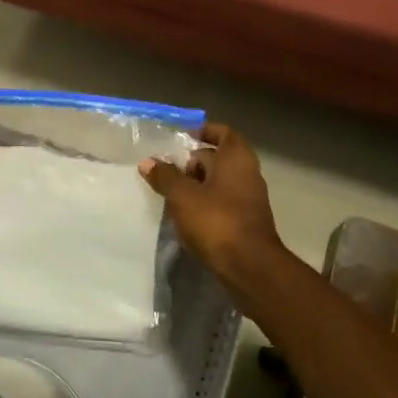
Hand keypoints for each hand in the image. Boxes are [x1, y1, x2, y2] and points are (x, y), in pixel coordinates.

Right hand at [139, 122, 283, 279]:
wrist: (249, 266)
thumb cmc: (216, 221)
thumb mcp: (183, 196)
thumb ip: (165, 176)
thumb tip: (147, 161)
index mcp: (236, 158)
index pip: (222, 132)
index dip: (203, 131)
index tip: (181, 137)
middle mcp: (247, 173)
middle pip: (218, 158)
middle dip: (192, 162)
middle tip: (167, 170)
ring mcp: (249, 199)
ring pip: (219, 182)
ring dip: (196, 185)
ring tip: (170, 194)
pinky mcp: (245, 221)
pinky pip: (222, 202)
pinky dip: (205, 204)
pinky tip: (185, 216)